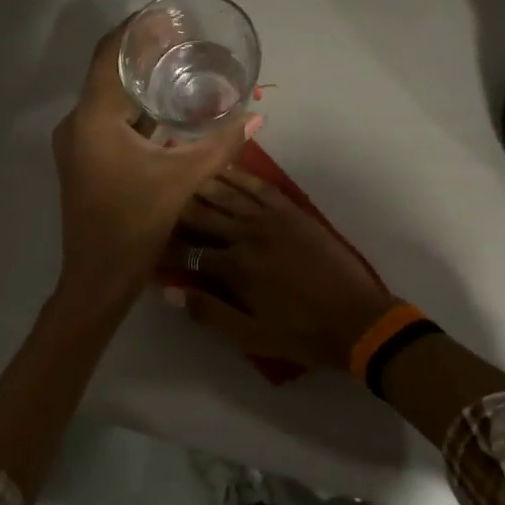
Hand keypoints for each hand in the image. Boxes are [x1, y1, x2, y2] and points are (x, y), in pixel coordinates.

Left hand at [52, 24, 259, 306]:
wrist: (99, 278)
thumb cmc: (135, 226)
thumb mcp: (182, 181)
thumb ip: (221, 146)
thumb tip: (257, 117)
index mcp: (94, 119)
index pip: (111, 55)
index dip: (136, 30)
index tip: (167, 15)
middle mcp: (77, 123)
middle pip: (109, 72)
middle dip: (143, 53)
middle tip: (183, 39)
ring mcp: (76, 143)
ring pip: (107, 98)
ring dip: (138, 82)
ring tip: (178, 67)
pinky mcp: (83, 160)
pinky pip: (106, 120)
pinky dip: (132, 109)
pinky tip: (163, 110)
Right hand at [172, 166, 400, 370]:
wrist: (357, 318)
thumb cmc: (301, 333)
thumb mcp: (251, 335)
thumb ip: (210, 312)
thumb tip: (170, 292)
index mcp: (234, 267)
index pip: (188, 252)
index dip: (165, 248)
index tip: (147, 243)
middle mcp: (248, 234)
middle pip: (202, 213)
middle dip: (177, 207)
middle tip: (156, 198)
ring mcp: (272, 218)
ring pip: (227, 193)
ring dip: (201, 185)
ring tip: (180, 175)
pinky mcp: (292, 211)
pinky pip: (259, 186)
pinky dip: (239, 175)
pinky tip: (223, 168)